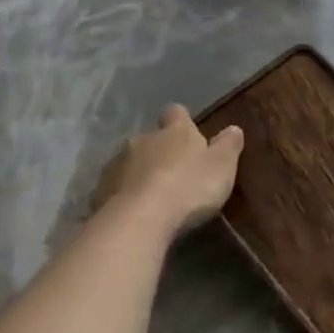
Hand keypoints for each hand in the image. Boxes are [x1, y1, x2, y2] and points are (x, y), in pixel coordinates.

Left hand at [96, 105, 243, 235]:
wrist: (140, 219)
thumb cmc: (189, 186)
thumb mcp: (222, 166)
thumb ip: (228, 145)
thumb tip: (233, 128)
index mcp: (175, 131)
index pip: (176, 113)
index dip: (182, 121)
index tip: (188, 132)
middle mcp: (142, 139)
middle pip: (151, 139)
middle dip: (160, 151)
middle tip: (174, 172)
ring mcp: (117, 164)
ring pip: (131, 162)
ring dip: (141, 173)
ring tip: (154, 196)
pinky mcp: (100, 190)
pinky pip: (115, 187)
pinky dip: (125, 194)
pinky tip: (135, 211)